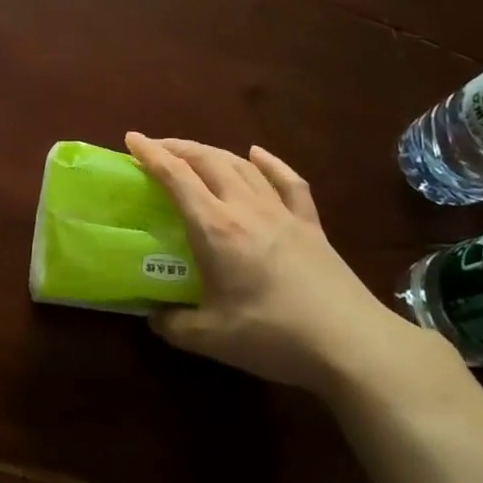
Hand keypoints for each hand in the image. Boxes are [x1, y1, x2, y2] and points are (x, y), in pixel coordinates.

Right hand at [125, 133, 447, 395]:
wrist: (350, 343)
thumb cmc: (274, 336)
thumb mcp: (211, 338)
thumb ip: (174, 325)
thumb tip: (154, 317)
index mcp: (216, 228)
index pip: (177, 177)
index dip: (152, 155)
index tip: (132, 139)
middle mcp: (246, 208)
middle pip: (208, 161)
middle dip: (179, 148)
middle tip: (157, 148)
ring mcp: (282, 212)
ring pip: (243, 166)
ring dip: (214, 152)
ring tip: (196, 153)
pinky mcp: (310, 224)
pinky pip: (287, 182)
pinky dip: (269, 163)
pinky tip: (258, 154)